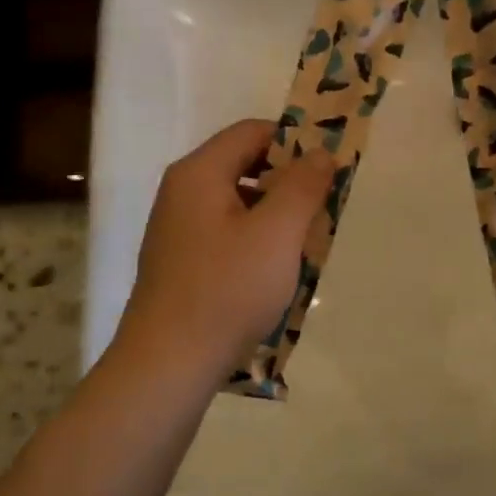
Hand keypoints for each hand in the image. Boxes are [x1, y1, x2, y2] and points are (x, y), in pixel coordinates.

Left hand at [116, 119, 335, 379]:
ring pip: (237, 202)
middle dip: (287, 182)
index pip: (252, 131)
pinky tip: (274, 272)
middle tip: (321, 210)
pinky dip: (255, 240)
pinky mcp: (180, 261)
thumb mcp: (277, 233)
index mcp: (199, 173)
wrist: (168, 363)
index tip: (327, 171)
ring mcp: (177, 228)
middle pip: (244, 164)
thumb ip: (303, 186)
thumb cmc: (227, 290)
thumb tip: (320, 152)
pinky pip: (225, 233)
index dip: (294, 142)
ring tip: (304, 246)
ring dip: (275, 215)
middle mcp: (182, 192)